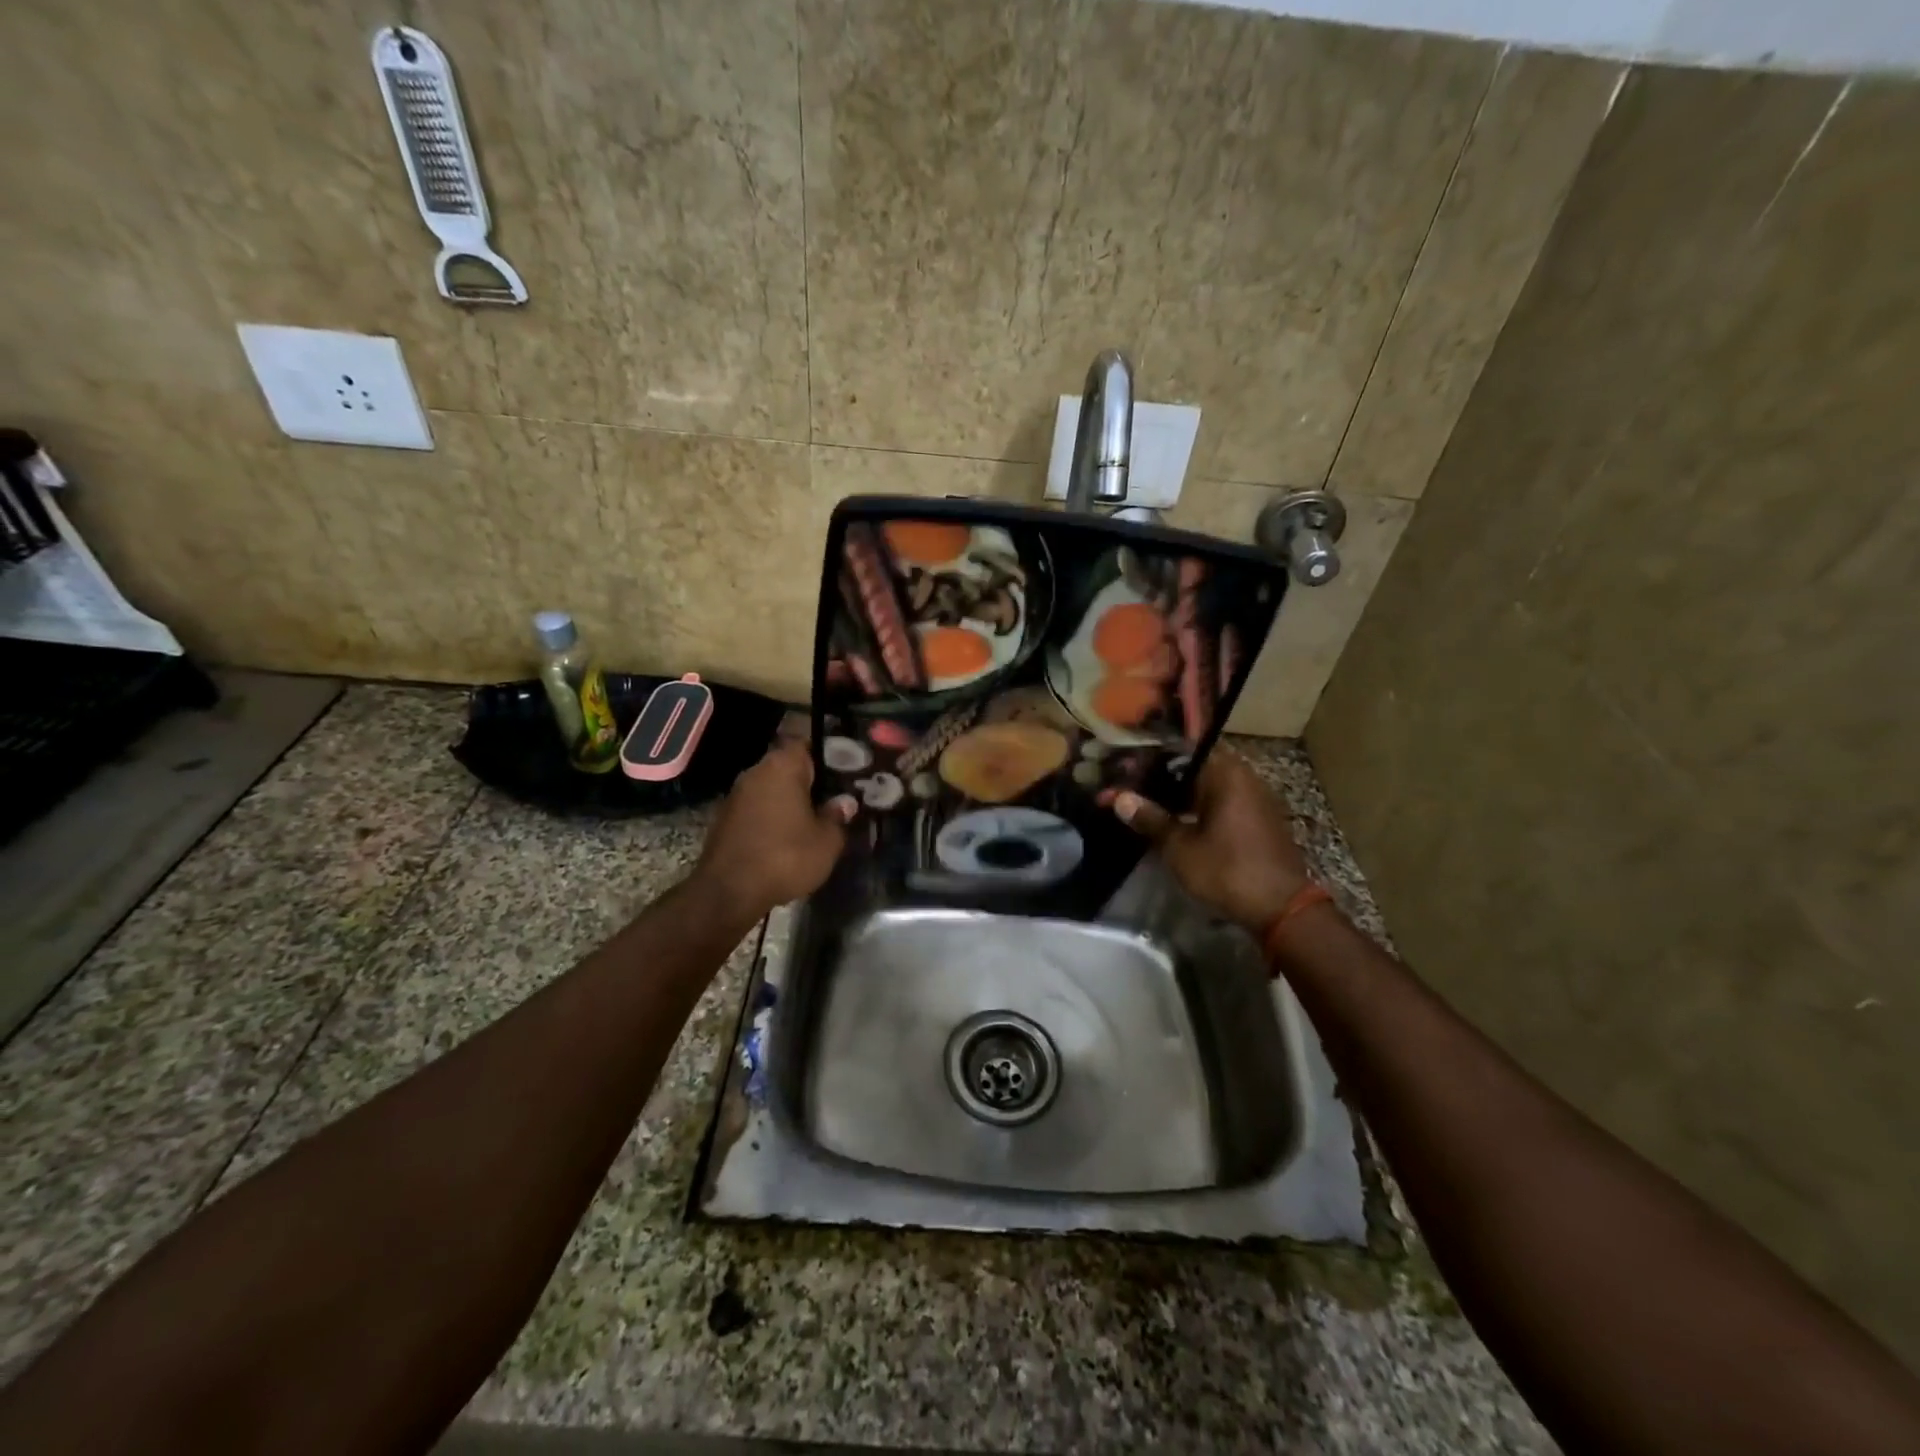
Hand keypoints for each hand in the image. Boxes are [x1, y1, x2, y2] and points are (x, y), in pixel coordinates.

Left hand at [693, 741, 854, 918]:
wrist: (728, 892)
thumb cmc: (785, 857)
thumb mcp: (827, 841)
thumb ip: (838, 816)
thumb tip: (844, 802)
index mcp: (783, 766)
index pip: (807, 743)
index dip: (828, 754)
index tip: (846, 769)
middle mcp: (756, 772)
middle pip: (788, 765)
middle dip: (810, 779)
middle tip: (835, 795)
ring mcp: (737, 794)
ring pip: (772, 787)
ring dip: (790, 799)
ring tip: (814, 817)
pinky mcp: (726, 818)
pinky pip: (758, 807)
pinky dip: (773, 815)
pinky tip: (788, 835)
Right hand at [1112, 750, 1310, 933]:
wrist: (1282, 909)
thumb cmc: (1227, 871)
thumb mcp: (1179, 848)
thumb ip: (1150, 819)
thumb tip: (1119, 798)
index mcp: (1225, 773)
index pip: (1178, 751)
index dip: (1147, 759)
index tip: (1122, 769)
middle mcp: (1243, 776)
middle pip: (1192, 766)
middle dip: (1159, 776)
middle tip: (1128, 788)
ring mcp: (1255, 797)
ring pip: (1207, 784)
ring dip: (1178, 793)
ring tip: (1146, 804)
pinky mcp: (1259, 818)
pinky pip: (1221, 801)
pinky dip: (1197, 806)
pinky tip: (1176, 821)